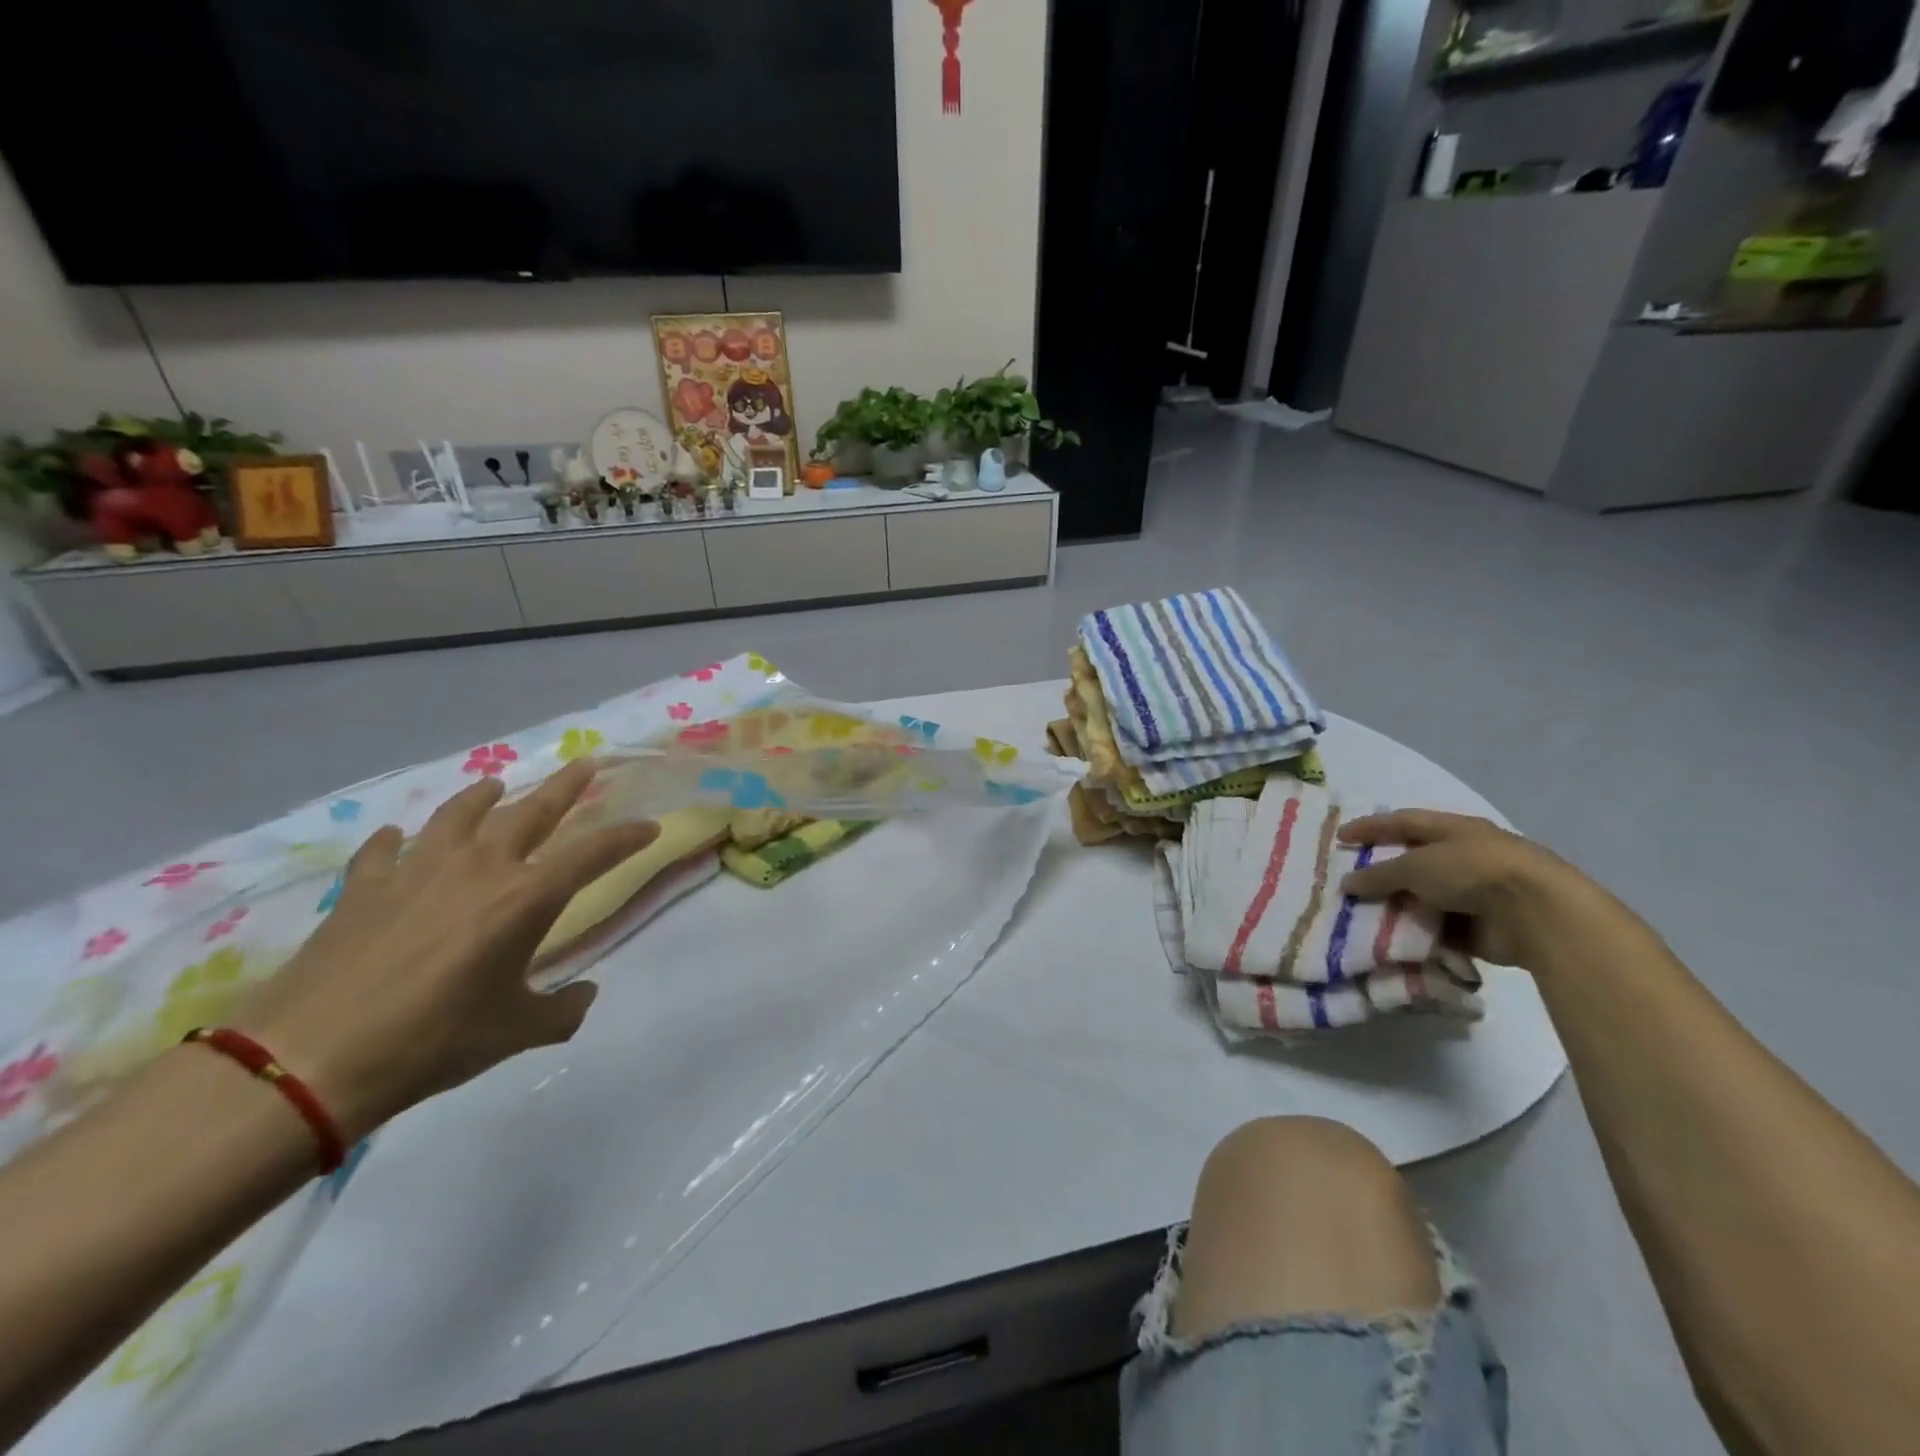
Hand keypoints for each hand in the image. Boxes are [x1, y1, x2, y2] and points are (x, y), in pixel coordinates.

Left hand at [230, 762, 658, 1143]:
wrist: (313, 1058)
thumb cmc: (434, 1041)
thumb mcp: (517, 1032)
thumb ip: (562, 1010)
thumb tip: (583, 994)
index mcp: (527, 898)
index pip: (595, 854)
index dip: (628, 837)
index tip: (650, 826)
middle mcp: (480, 868)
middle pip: (532, 811)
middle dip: (566, 785)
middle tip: (586, 763)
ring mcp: (417, 871)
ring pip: (459, 814)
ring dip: (482, 796)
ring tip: (495, 785)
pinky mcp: (365, 888)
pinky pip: (384, 851)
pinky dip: (394, 841)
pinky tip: (397, 838)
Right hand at [1337, 810, 1616, 971]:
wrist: (1537, 915)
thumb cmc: (1472, 871)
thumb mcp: (1416, 866)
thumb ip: (1379, 874)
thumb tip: (1347, 883)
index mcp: (1454, 830)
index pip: (1403, 822)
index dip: (1370, 827)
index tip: (1339, 837)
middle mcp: (1465, 857)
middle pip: (1414, 861)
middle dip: (1382, 871)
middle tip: (1348, 881)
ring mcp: (1476, 893)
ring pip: (1425, 897)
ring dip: (1399, 906)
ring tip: (1362, 916)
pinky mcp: (1483, 928)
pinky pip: (1440, 928)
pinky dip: (1418, 933)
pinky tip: (1392, 940)